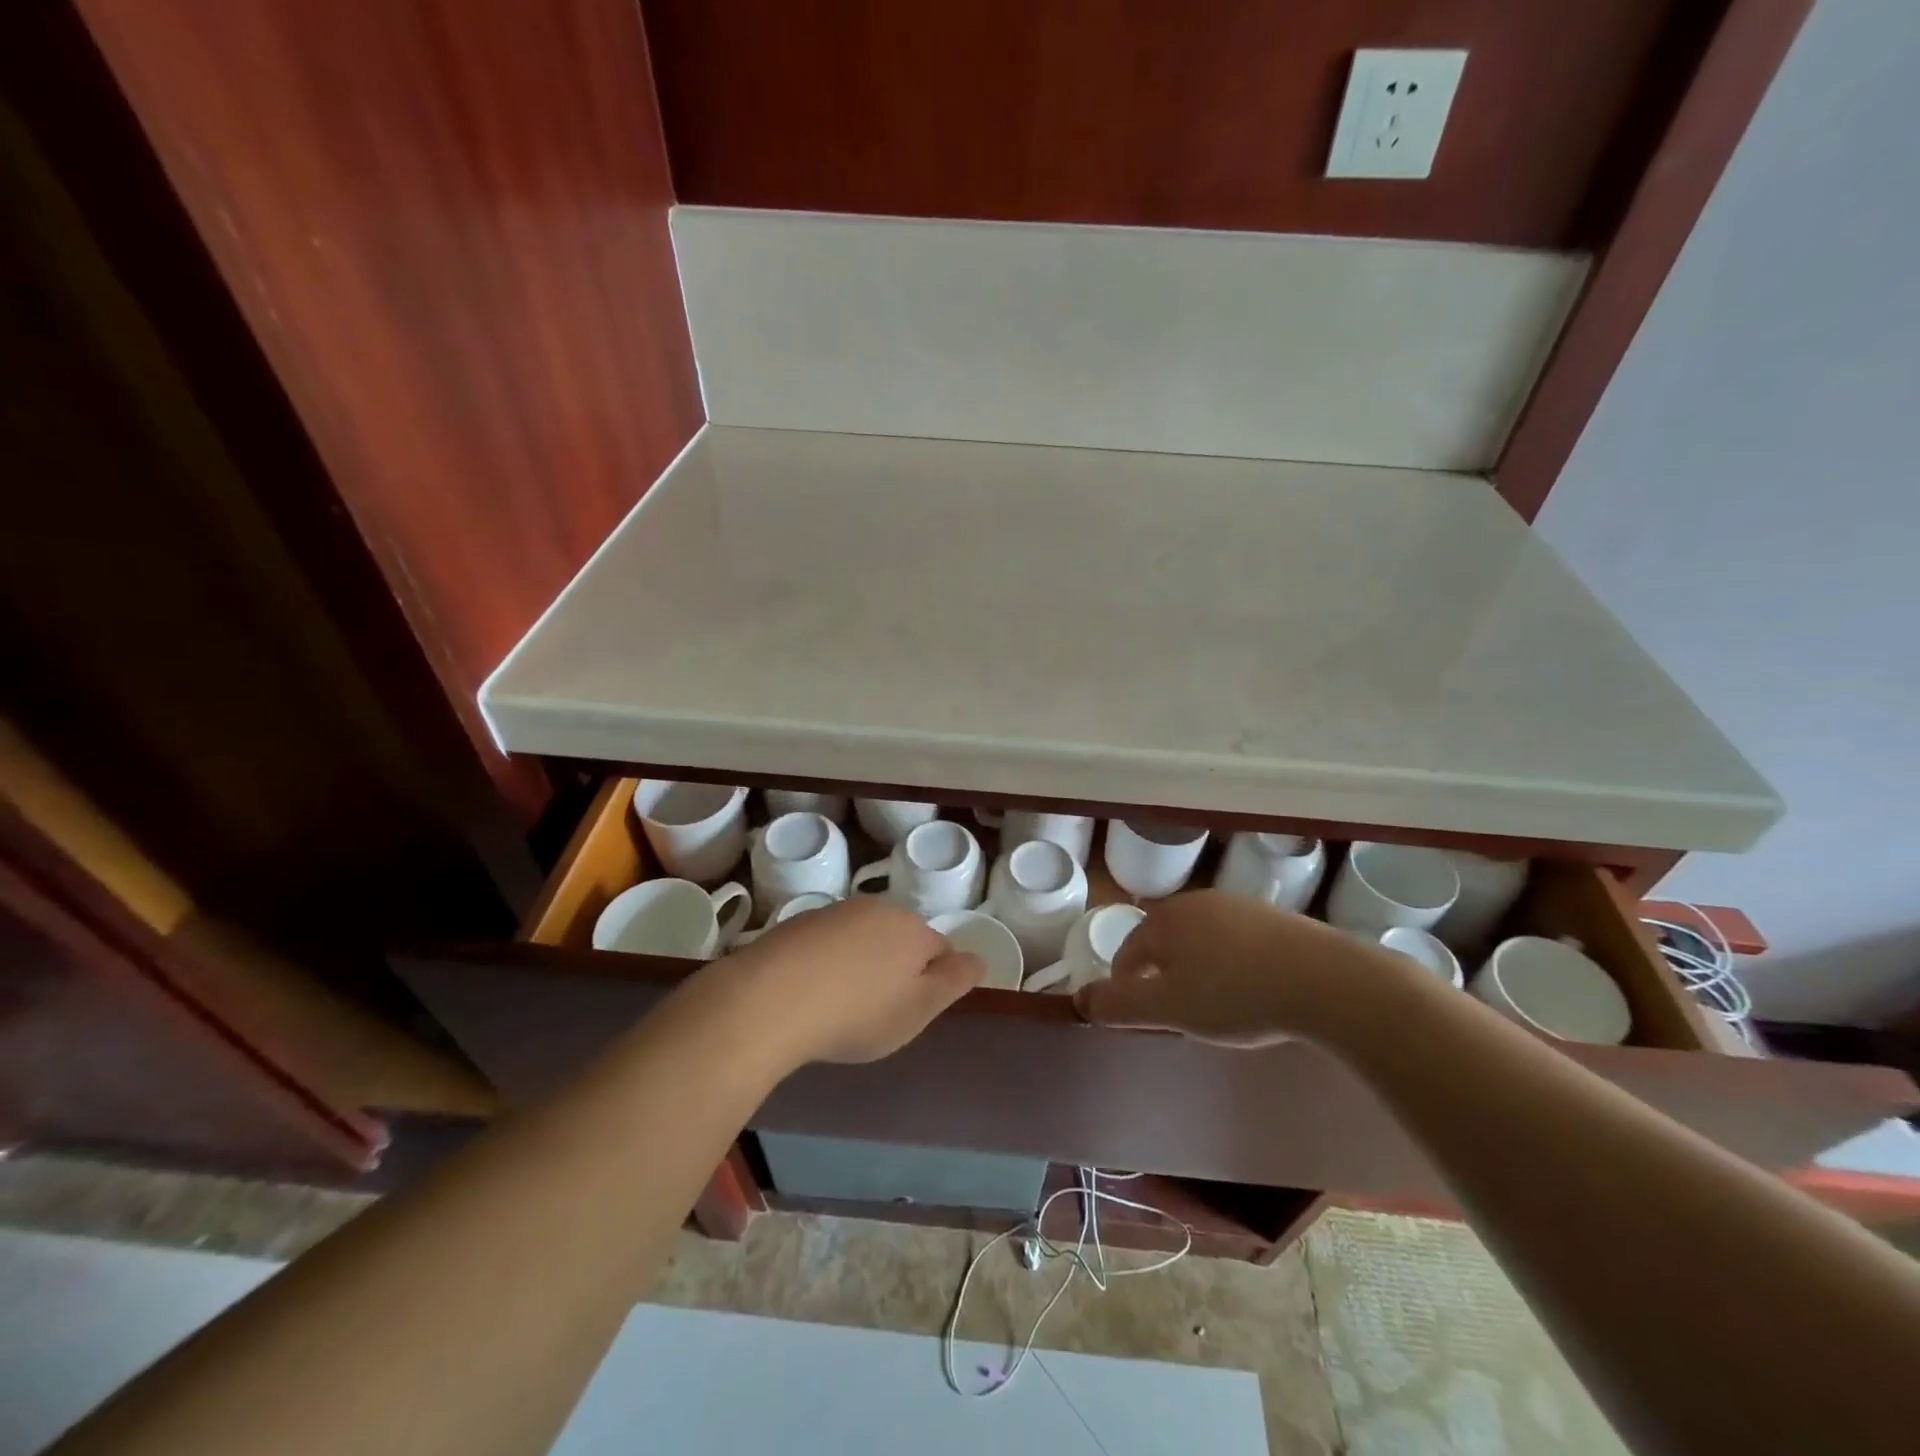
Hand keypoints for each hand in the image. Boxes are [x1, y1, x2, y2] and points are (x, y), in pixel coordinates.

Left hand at [715, 898, 983, 1069]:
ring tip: (842, 1005)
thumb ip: (953, 981)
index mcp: (913, 929)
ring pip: (864, 938)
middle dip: (897, 968)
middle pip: (901, 938)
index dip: (934, 981)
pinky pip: (828, 943)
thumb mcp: (918, 1009)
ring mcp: (836, 912)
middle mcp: (878, 909)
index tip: (913, 1010)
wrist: (771, 998)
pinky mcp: (799, 923)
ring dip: (861, 963)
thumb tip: (979, 958)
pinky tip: (812, 993)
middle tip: (878, 1011)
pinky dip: (828, 963)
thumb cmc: (857, 1012)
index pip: (941, 949)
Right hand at [1073, 890, 1405, 1046]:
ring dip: (1199, 971)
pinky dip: (1233, 965)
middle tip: (1184, 1017)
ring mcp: (1237, 905)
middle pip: (1163, 943)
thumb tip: (1081, 999)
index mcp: (1165, 920)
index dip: (1127, 989)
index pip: (1128, 953)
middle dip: (1165, 978)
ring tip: (1220, 1008)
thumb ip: (1120, 1004)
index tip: (1146, 1021)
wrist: (1328, 981)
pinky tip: (1254, 991)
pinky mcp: (1273, 917)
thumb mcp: (1169, 1009)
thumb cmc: (1237, 995)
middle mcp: (1196, 902)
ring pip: (1200, 941)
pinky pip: (1236, 942)